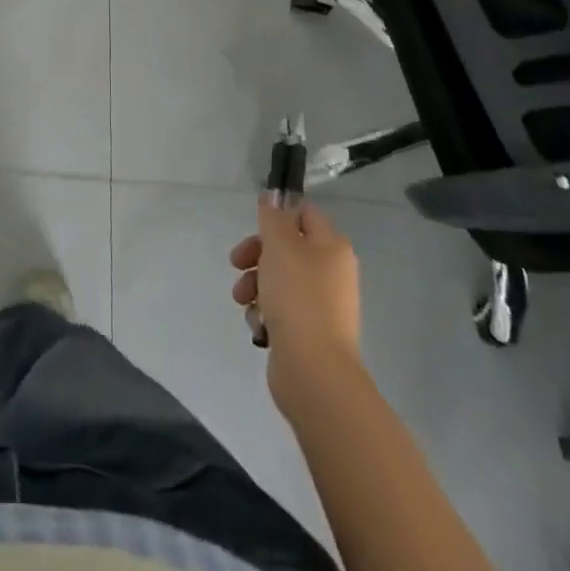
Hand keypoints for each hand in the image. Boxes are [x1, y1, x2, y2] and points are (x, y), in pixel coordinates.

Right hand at [230, 199, 363, 424]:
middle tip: (237, 262)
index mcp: (332, 247)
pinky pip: (280, 310)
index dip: (278, 215)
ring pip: (278, 280)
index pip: (305, 214)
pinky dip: (264, 312)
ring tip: (242, 299)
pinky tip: (257, 323)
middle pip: (286, 248)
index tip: (254, 225)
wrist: (314, 371)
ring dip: (254, 285)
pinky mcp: (308, 333)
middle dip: (256, 254)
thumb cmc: (298, 296)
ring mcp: (321, 305)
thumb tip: (272, 199)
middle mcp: (331, 273)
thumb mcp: (279, 245)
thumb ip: (272, 218)